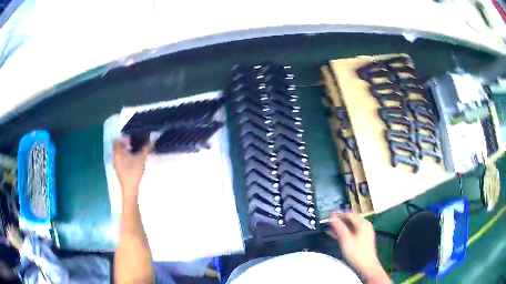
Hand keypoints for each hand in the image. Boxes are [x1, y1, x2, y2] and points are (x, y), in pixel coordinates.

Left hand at [113, 139, 150, 203]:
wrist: (130, 190)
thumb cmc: (133, 173)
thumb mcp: (141, 160)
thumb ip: (146, 149)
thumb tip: (152, 139)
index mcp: (117, 153)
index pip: (116, 140)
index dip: (123, 137)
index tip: (131, 137)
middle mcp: (114, 157)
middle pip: (117, 146)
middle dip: (124, 143)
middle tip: (133, 143)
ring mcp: (115, 164)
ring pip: (118, 153)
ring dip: (124, 150)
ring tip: (133, 150)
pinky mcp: (118, 170)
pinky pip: (119, 159)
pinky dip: (124, 157)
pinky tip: (131, 160)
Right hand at [330, 213, 389, 282]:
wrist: (366, 265)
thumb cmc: (355, 252)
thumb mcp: (345, 239)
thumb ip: (339, 227)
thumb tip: (332, 217)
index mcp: (363, 223)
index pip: (350, 214)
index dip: (339, 215)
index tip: (329, 217)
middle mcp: (366, 225)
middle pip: (353, 218)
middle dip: (342, 220)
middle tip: (331, 223)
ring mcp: (367, 231)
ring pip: (355, 224)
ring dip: (345, 225)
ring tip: (335, 230)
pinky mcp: (366, 238)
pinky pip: (357, 230)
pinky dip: (349, 230)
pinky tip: (343, 236)